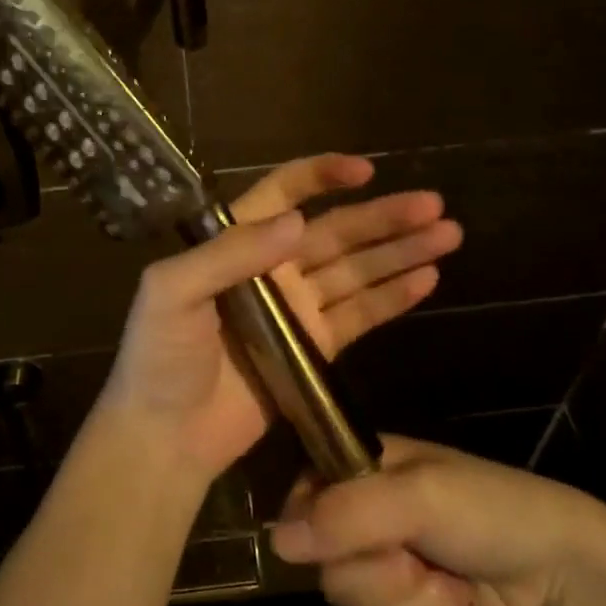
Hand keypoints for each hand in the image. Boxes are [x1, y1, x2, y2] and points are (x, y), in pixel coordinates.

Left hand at [96, 155, 462, 481]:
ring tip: (447, 235)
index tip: (366, 170)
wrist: (166, 435)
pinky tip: (427, 279)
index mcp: (234, 245)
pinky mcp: (316, 349)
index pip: (284, 196)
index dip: (321, 177)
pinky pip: (360, 315)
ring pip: (356, 270)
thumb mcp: (172, 292)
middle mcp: (271, 269)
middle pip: (335, 232)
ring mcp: (296, 310)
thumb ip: (230, 252)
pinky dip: (392, 297)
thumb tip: (297, 221)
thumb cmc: (159, 357)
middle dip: (383, 217)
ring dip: (400, 252)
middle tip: (435, 206)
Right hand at [271, 435, 605, 605]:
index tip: (358, 543)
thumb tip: (277, 542)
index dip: (319, 536)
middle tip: (420, 560)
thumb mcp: (421, 498)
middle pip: (330, 573)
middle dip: (382, 579)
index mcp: (356, 471)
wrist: (559, 568)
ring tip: (448, 583)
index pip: (299, 506)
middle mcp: (362, 518)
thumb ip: (348, 515)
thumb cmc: (488, 509)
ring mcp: (387, 568)